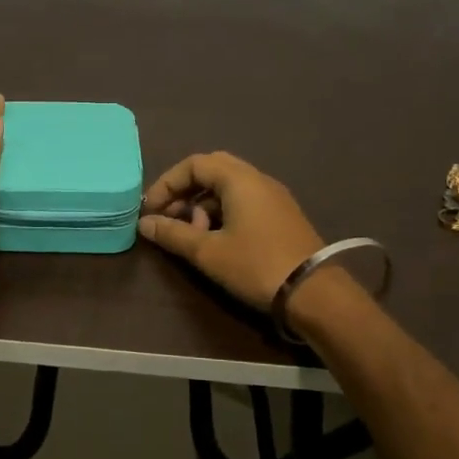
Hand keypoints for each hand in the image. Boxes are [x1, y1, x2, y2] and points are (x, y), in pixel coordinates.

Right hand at [138, 152, 324, 311]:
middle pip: (212, 170)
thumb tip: (144, 223)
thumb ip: (172, 234)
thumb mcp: (207, 252)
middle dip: (185, 191)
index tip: (151, 210)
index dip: (167, 183)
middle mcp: (258, 179)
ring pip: (228, 187)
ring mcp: (273, 197)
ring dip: (202, 204)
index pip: (194, 164)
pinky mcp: (281, 216)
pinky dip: (222, 212)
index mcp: (239, 179)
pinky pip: (244, 201)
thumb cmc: (256, 266)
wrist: (314, 294)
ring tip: (192, 235)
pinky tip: (216, 240)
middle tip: (170, 217)